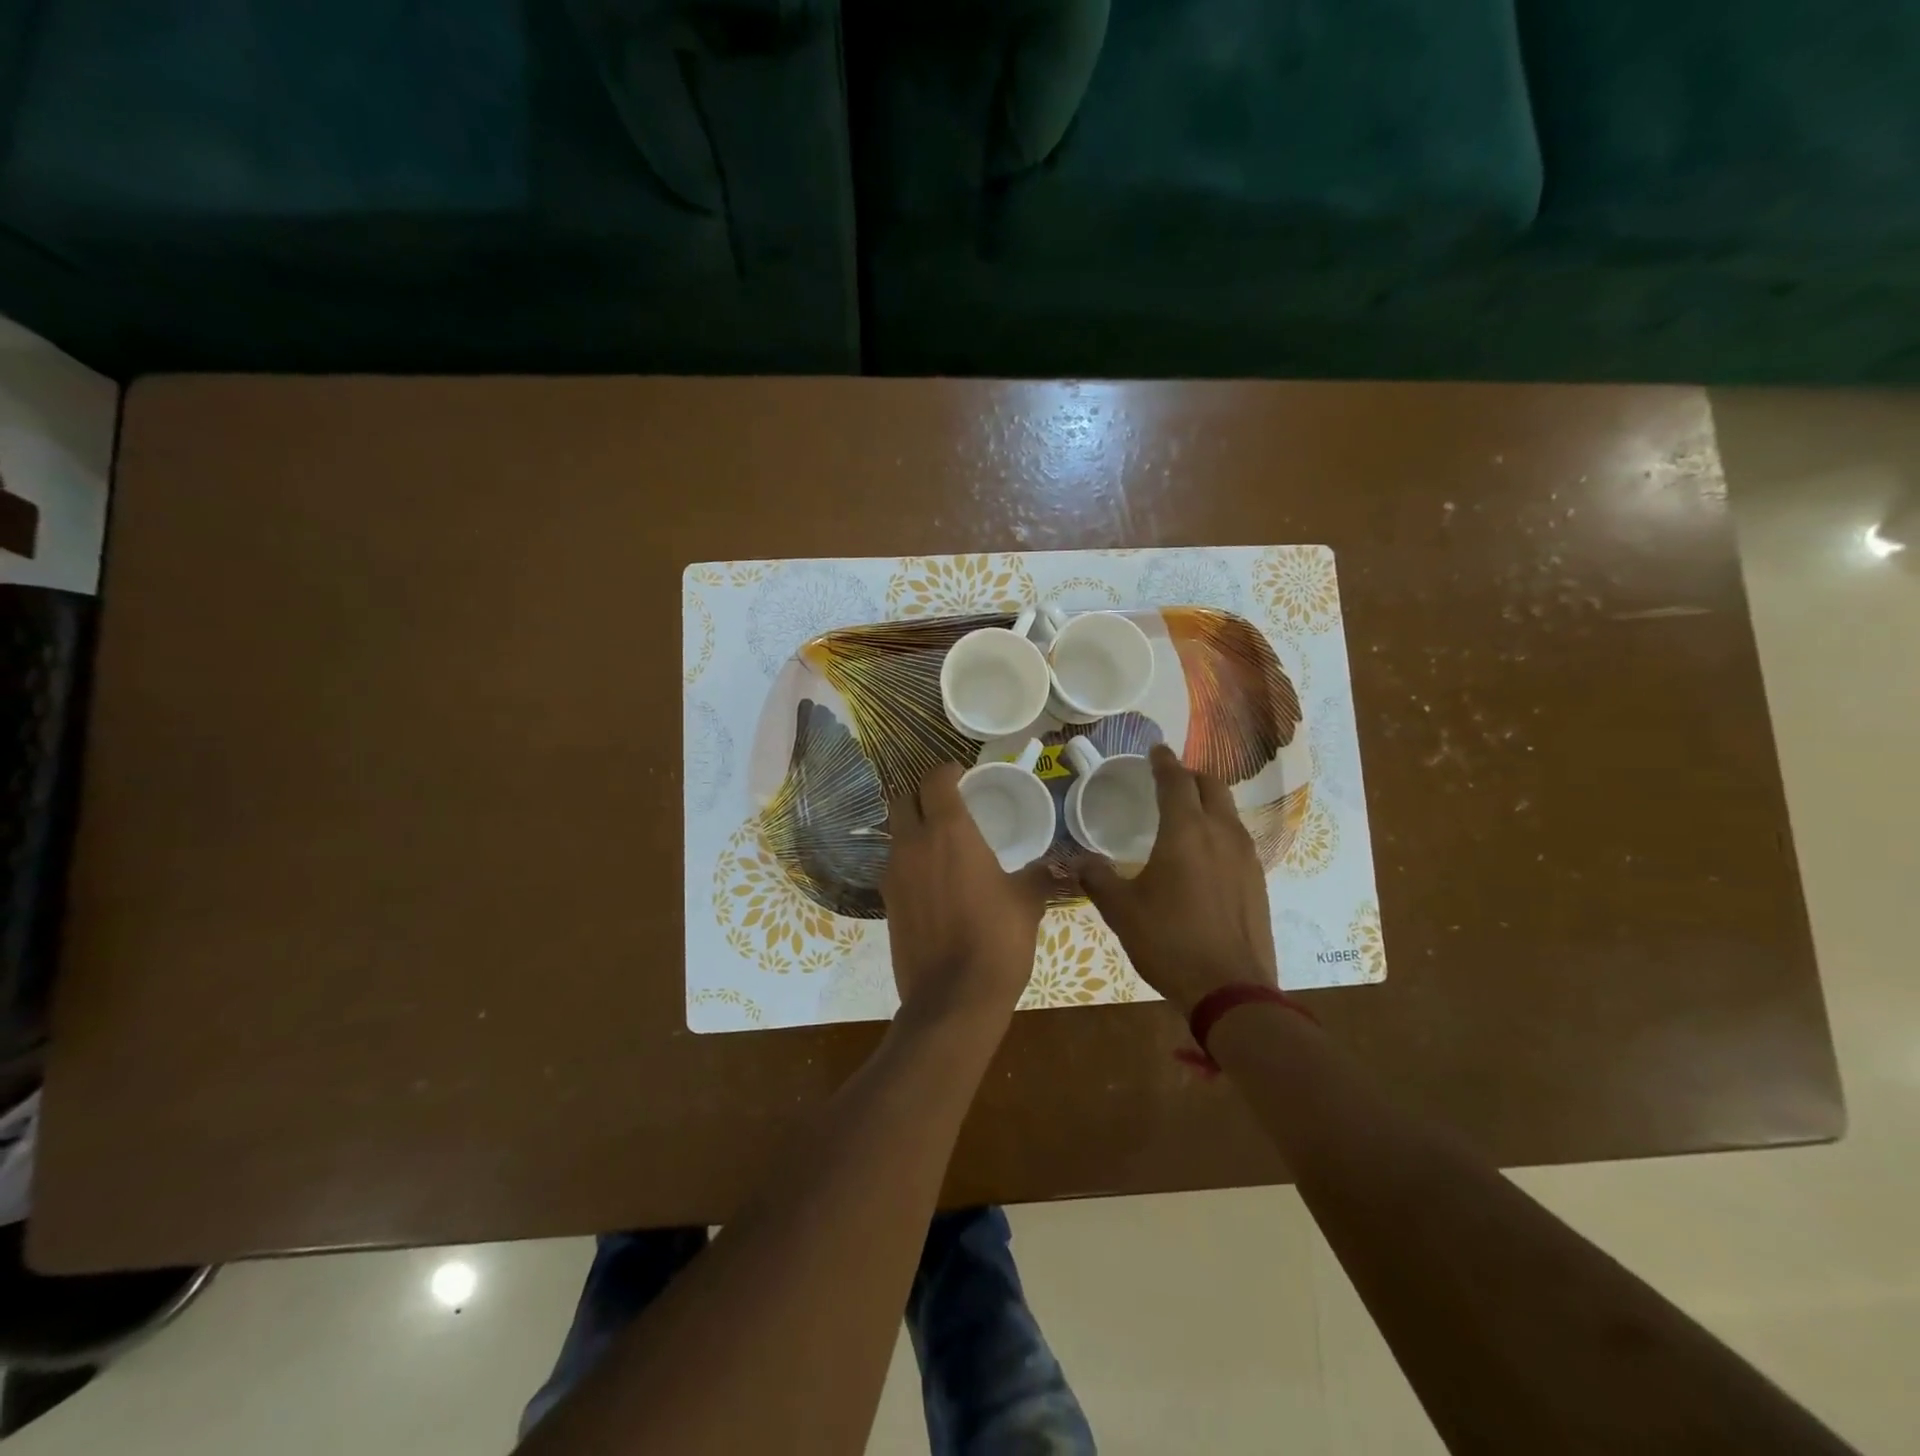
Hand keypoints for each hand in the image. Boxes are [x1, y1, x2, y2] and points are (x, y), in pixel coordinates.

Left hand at [882, 763, 1050, 1026]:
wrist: (952, 999)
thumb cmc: (996, 940)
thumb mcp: (1026, 903)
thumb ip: (1040, 876)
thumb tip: (1065, 868)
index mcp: (948, 831)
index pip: (934, 780)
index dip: (947, 771)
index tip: (962, 774)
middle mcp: (912, 844)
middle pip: (904, 800)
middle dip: (923, 794)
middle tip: (949, 804)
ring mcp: (893, 873)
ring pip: (895, 832)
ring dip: (913, 827)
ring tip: (943, 842)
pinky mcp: (886, 902)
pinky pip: (894, 865)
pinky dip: (909, 860)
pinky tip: (933, 880)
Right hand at [1079, 744, 1278, 1013]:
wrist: (1231, 989)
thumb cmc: (1169, 942)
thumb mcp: (1122, 911)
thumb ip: (1098, 879)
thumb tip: (1078, 860)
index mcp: (1185, 832)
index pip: (1175, 781)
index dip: (1163, 762)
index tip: (1155, 750)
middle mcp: (1221, 834)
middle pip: (1211, 786)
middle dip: (1189, 776)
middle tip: (1168, 780)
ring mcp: (1245, 856)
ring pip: (1228, 811)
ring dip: (1208, 801)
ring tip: (1186, 813)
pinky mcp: (1258, 880)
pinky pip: (1237, 838)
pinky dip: (1219, 829)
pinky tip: (1204, 853)